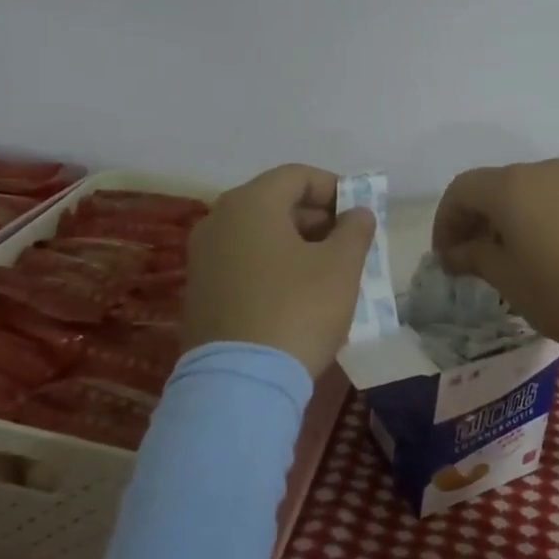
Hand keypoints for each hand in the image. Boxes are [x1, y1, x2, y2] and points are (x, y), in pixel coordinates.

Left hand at [182, 164, 376, 377]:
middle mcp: (218, 220)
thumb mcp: (341, 266)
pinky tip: (297, 294)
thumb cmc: (298, 309)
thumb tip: (358, 213)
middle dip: (316, 217)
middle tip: (348, 243)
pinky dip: (272, 266)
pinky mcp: (199, 291)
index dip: (334, 188)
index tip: (359, 213)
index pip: (297, 175)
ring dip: (296, 243)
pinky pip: (242, 262)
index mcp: (250, 203)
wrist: (240, 383)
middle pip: (274, 202)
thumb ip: (355, 230)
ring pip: (258, 234)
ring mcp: (203, 257)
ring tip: (328, 271)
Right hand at [432, 158, 558, 355]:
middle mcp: (543, 172)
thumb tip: (457, 251)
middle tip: (470, 261)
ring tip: (509, 261)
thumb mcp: (509, 280)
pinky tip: (548, 256)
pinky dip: (538, 220)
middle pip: (494, 187)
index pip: (462, 190)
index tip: (446, 258)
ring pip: (528, 193)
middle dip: (474, 221)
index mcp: (512, 186)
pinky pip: (556, 201)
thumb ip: (475, 257)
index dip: (445, 222)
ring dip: (507, 221)